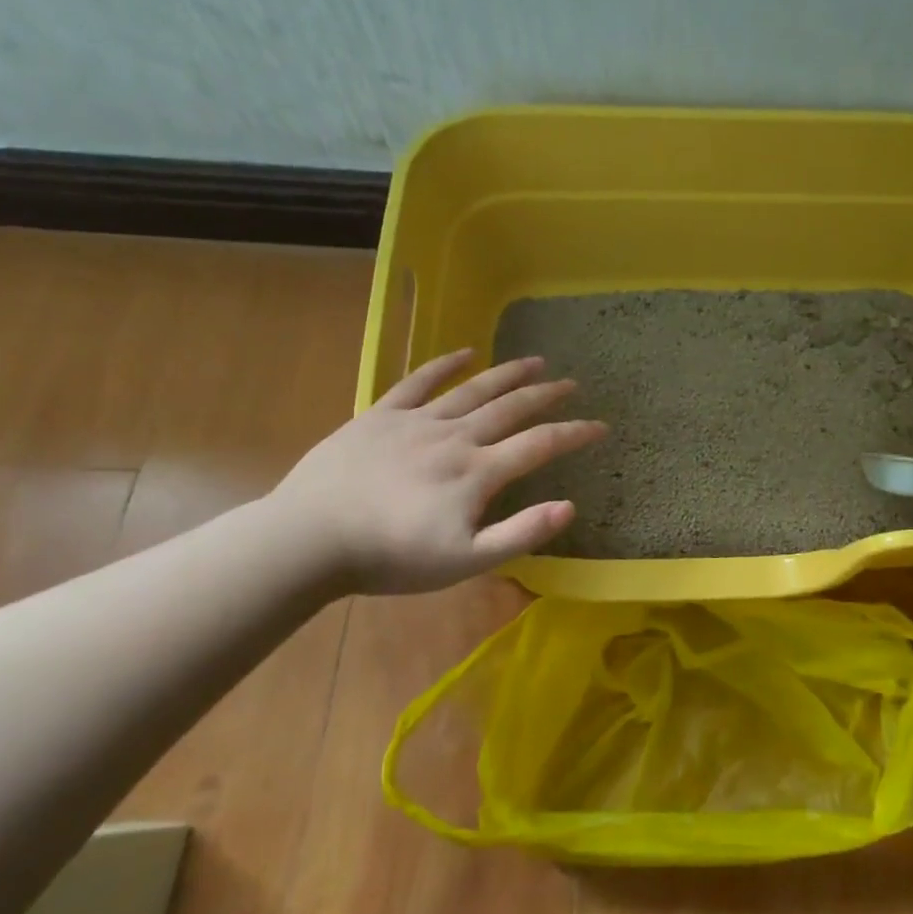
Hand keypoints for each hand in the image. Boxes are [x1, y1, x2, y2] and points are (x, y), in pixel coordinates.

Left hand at [268, 349, 606, 594]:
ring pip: (473, 389)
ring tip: (535, 360)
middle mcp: (456, 436)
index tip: (601, 426)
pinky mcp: (381, 415)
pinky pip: (419, 381)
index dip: (575, 433)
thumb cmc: (391, 558)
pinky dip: (445, 364)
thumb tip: (569, 507)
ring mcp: (417, 421)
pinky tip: (465, 352)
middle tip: (572, 383)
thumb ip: (520, 534)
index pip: (540, 445)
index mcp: (478, 472)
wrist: (311, 539)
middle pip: (512, 408)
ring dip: (508, 373)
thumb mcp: (464, 561)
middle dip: (547, 395)